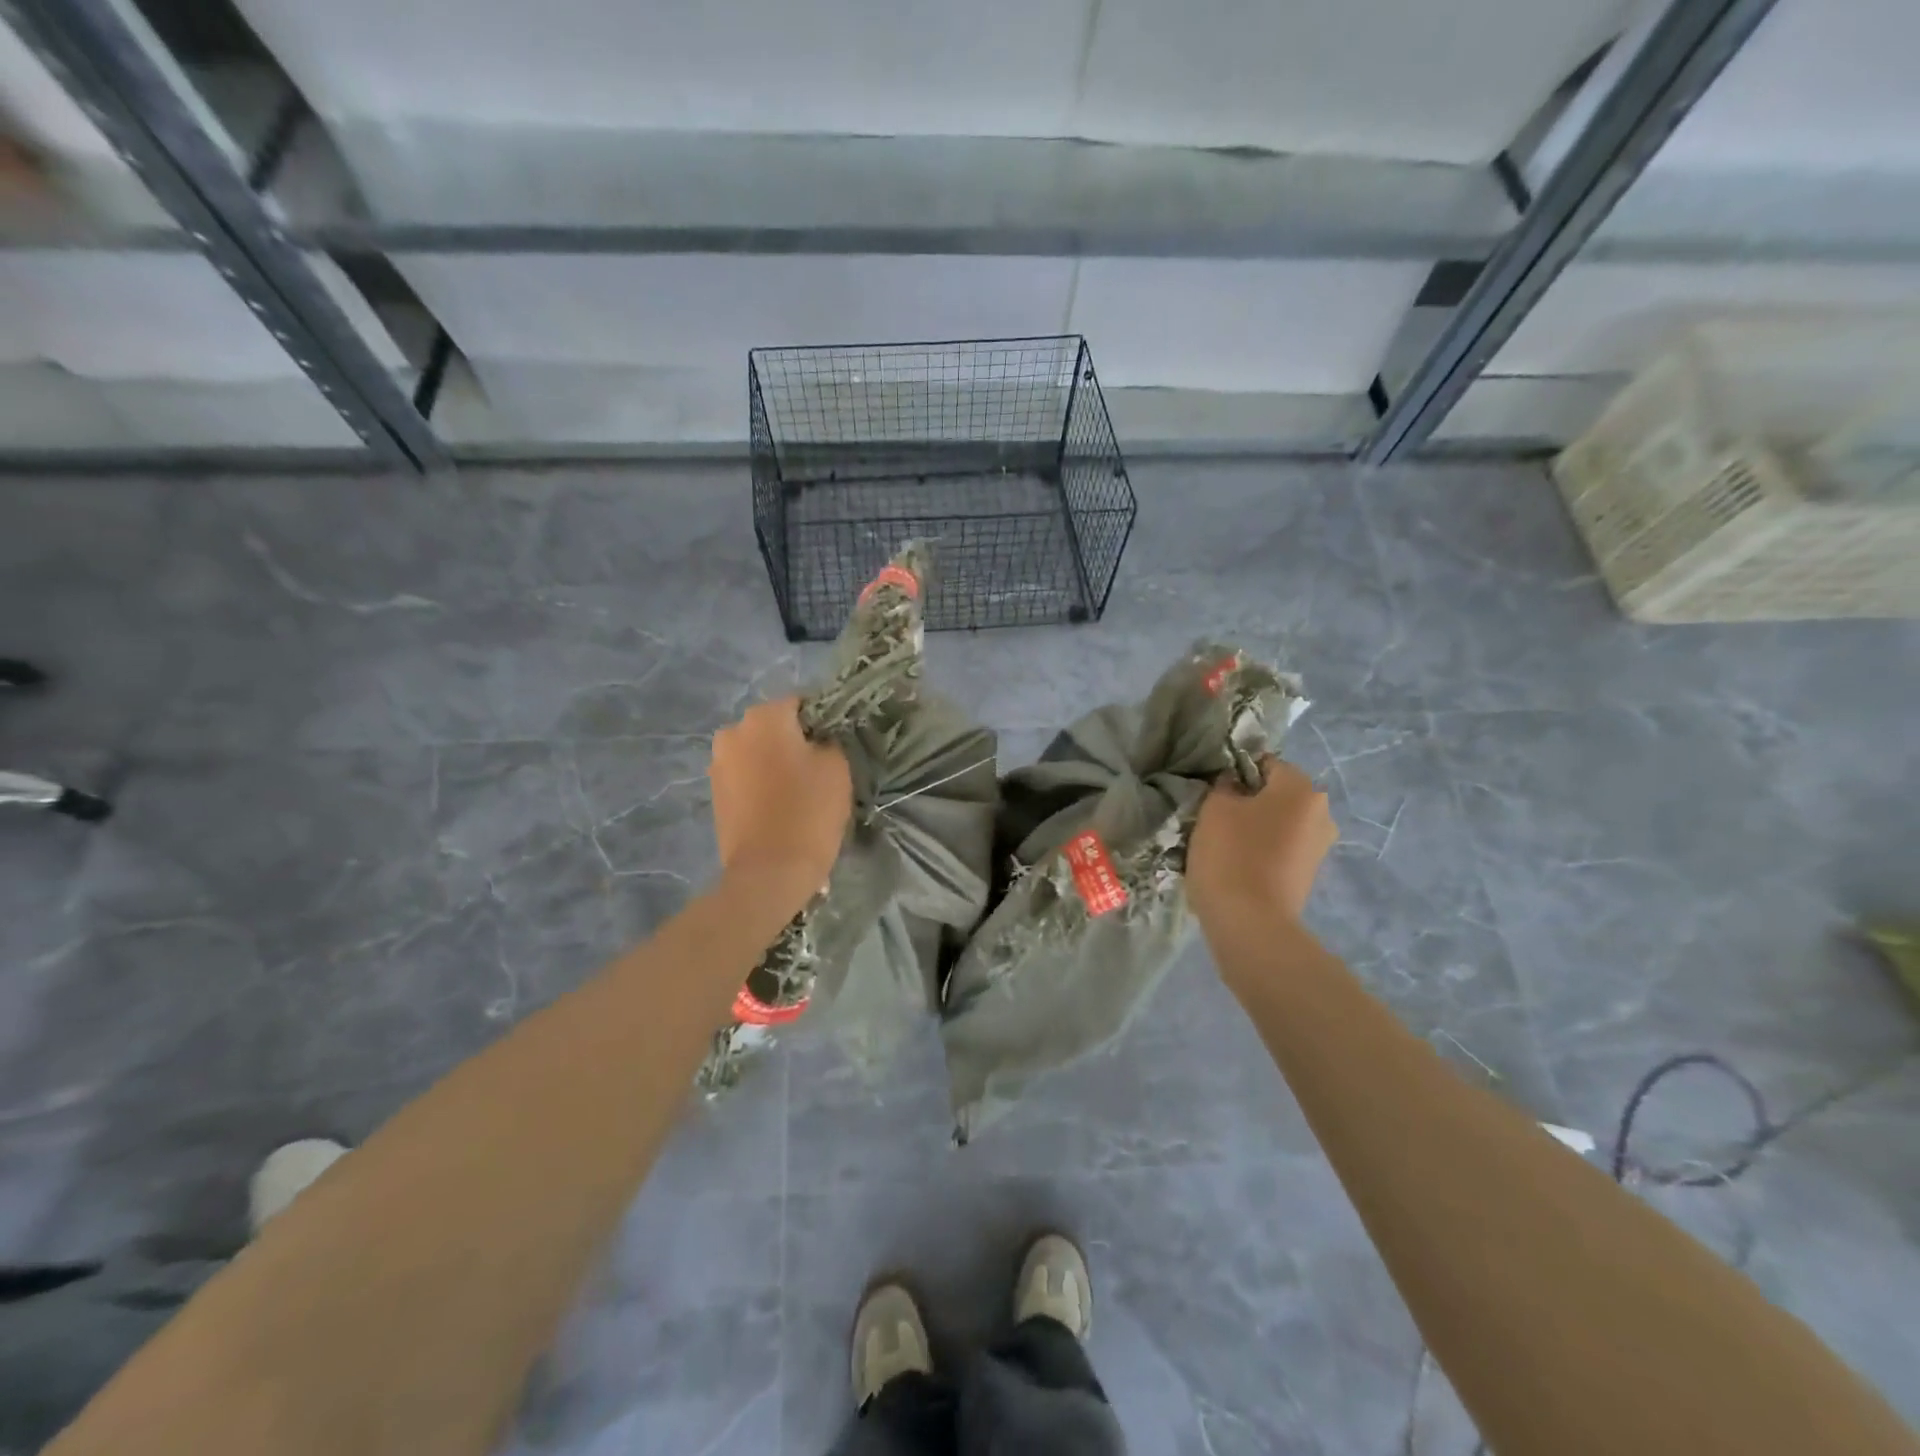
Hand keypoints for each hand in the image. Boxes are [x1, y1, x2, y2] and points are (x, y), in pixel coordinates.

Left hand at [709, 697, 851, 903]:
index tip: (839, 745)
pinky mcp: (716, 792)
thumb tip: (821, 736)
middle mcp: (734, 731)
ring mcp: (719, 762)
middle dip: (797, 741)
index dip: (825, 721)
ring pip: (760, 751)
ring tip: (802, 789)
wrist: (769, 872)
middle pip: (776, 726)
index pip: (802, 703)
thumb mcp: (837, 766)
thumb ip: (831, 738)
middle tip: (823, 768)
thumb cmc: (808, 812)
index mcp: (764, 716)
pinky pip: (747, 775)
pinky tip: (781, 804)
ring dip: (778, 762)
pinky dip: (763, 782)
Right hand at [1187, 757, 1336, 927]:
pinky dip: (1263, 850)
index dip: (1237, 773)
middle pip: (1277, 794)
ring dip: (1257, 827)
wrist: (1250, 922)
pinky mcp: (1310, 873)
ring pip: (1280, 822)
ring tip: (1226, 845)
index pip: (1266, 763)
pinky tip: (1240, 865)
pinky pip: (1283, 848)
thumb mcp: (1215, 807)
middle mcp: (1321, 812)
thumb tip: (1235, 785)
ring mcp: (1320, 845)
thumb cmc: (1231, 853)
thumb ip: (1225, 785)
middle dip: (1250, 801)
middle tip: (1217, 818)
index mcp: (1302, 788)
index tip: (1215, 792)